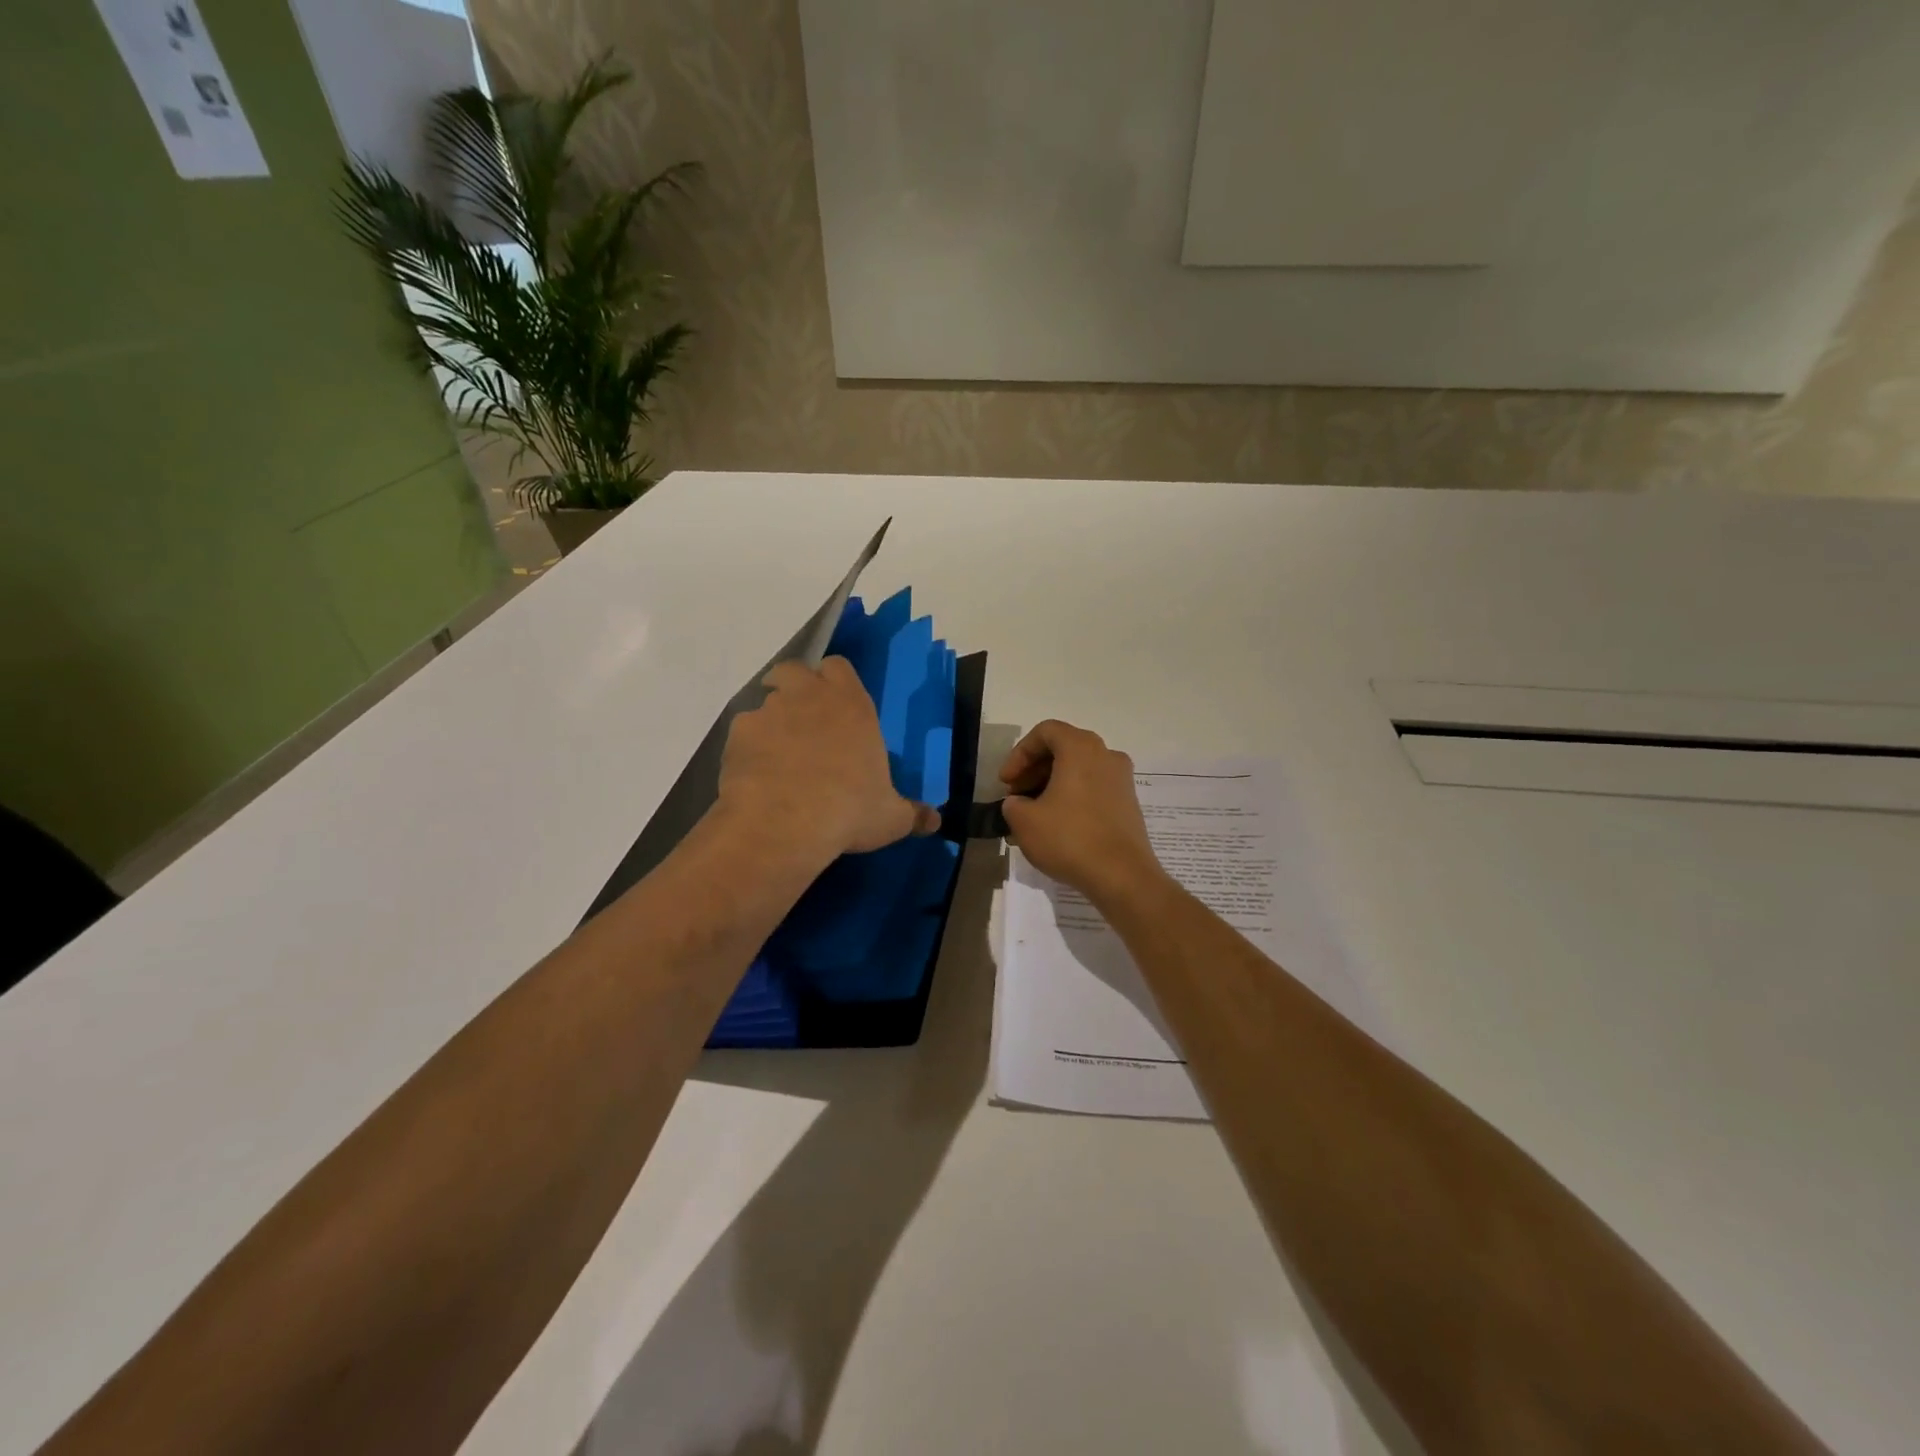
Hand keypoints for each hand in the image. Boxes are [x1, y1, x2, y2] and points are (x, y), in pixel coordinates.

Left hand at [718, 657, 940, 866]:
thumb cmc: (848, 810)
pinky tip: (754, 776)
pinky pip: (742, 734)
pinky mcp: (737, 736)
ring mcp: (768, 712)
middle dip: (793, 687)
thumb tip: (934, 822)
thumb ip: (912, 814)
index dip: (836, 681)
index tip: (835, 702)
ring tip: (775, 756)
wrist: (784, 823)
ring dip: (769, 720)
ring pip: (763, 702)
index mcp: (851, 705)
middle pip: (794, 670)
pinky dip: (747, 749)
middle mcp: (808, 697)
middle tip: (800, 719)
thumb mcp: (890, 818)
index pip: (839, 667)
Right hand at [997, 720, 1169, 907]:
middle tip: (1016, 796)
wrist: (1122, 876)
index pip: (1045, 732)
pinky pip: (1093, 788)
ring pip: (1078, 769)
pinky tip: (1056, 825)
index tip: (1006, 782)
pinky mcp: (1128, 803)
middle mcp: (1106, 755)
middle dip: (1034, 770)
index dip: (1019, 754)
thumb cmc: (1070, 838)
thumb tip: (1018, 803)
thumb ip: (1012, 804)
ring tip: (1032, 814)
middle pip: (1063, 749)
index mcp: (1081, 748)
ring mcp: (1121, 779)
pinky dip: (1071, 797)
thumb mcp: (1024, 821)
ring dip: (1051, 785)